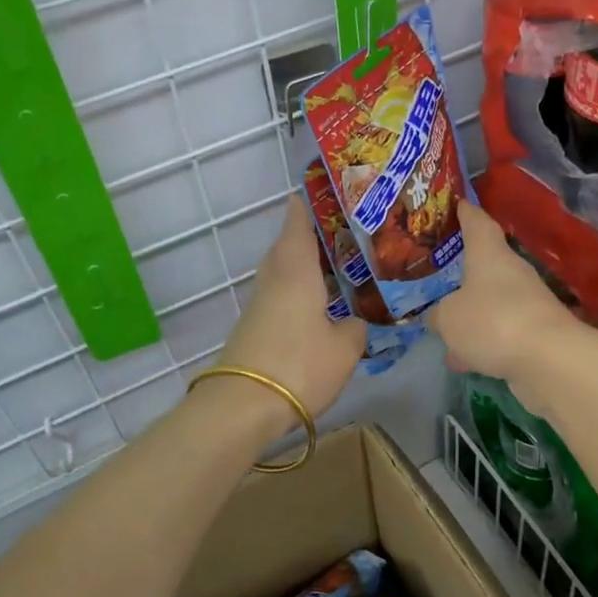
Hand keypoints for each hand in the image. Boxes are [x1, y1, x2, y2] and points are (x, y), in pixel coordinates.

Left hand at [215, 196, 365, 422]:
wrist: (243, 405)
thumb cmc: (299, 365)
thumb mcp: (344, 348)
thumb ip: (355, 328)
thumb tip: (355, 321)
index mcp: (296, 270)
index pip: (298, 222)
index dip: (308, 204)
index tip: (323, 190)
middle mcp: (274, 278)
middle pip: (287, 245)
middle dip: (309, 235)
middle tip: (341, 233)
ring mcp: (260, 304)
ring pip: (282, 271)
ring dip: (303, 264)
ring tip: (335, 266)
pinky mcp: (255, 327)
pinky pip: (280, 295)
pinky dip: (298, 290)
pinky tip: (318, 303)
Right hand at [427, 201, 583, 393]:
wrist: (550, 360)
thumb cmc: (493, 321)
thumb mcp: (449, 318)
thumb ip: (438, 315)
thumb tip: (437, 316)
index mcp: (489, 254)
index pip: (478, 223)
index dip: (466, 212)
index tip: (457, 203)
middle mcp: (511, 272)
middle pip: (485, 264)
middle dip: (463, 271)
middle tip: (437, 274)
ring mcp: (527, 303)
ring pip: (491, 302)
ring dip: (470, 314)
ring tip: (443, 329)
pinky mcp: (536, 334)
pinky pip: (500, 332)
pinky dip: (482, 342)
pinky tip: (463, 360)